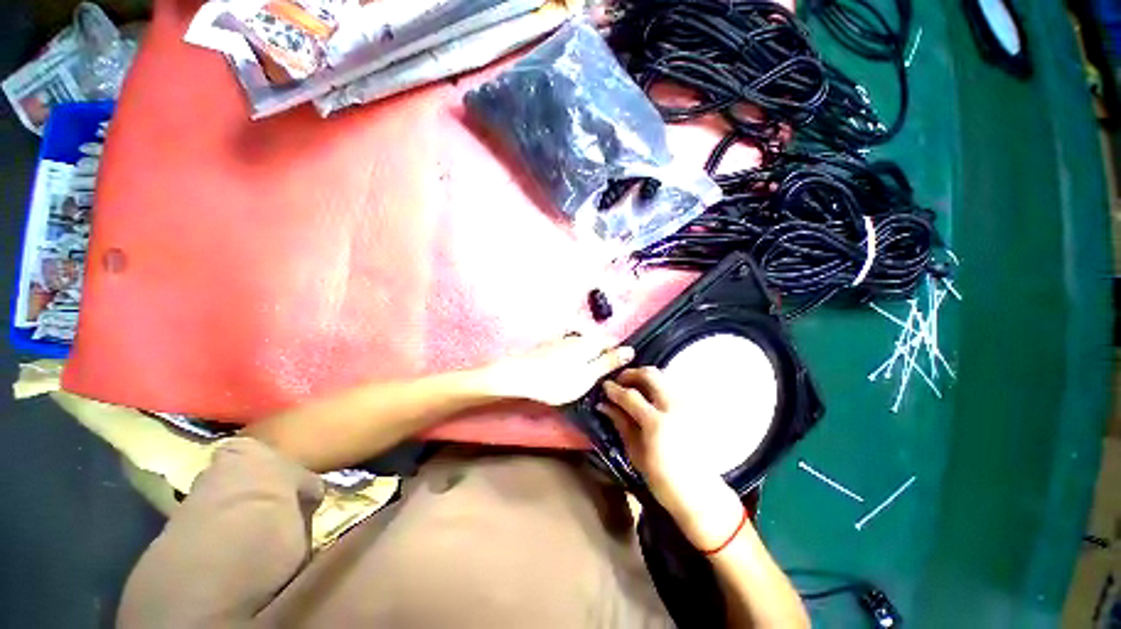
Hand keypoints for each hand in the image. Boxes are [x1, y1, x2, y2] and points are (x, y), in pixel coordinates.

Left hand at [483, 335, 634, 406]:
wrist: (518, 376)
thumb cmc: (557, 380)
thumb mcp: (587, 376)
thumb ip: (608, 363)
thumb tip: (630, 350)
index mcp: (590, 342)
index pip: (613, 343)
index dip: (618, 356)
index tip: (618, 373)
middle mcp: (578, 336)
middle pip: (597, 345)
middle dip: (602, 358)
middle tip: (601, 380)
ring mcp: (563, 340)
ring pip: (584, 348)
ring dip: (588, 360)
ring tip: (585, 379)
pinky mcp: (551, 347)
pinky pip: (571, 352)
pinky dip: (575, 361)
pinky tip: (569, 373)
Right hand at [598, 368, 744, 549]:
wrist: (701, 494)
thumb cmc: (663, 480)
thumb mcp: (636, 453)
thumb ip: (621, 423)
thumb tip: (604, 405)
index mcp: (656, 422)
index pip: (630, 395)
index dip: (614, 388)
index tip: (605, 386)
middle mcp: (674, 407)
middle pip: (650, 374)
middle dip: (631, 374)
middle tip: (619, 382)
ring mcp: (687, 405)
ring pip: (663, 377)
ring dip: (645, 378)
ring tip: (633, 388)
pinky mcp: (694, 408)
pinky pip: (672, 387)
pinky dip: (657, 386)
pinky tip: (649, 398)